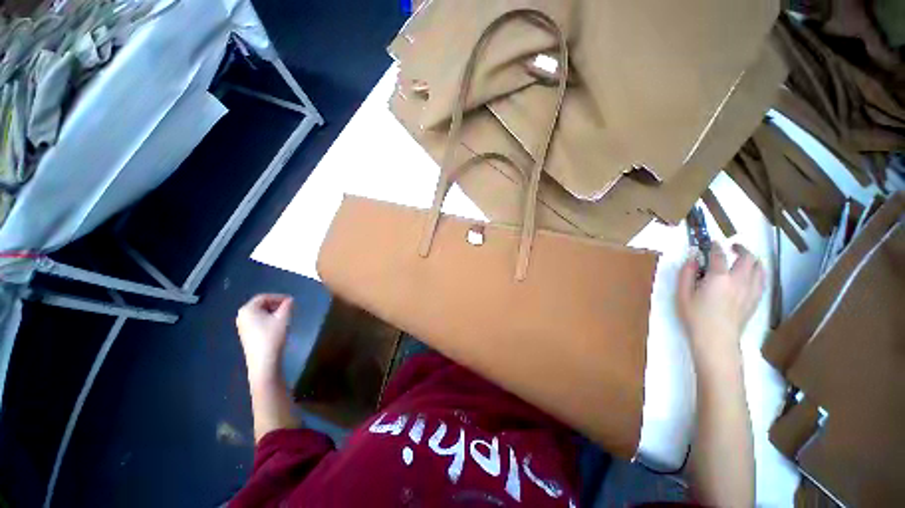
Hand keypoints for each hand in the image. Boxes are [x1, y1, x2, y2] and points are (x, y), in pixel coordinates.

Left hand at [236, 294, 293, 382]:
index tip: (292, 301)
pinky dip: (268, 320)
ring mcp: (242, 326)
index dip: (279, 297)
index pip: (264, 297)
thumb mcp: (283, 318)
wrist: (264, 361)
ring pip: (260, 314)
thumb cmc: (272, 336)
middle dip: (276, 304)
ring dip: (273, 312)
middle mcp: (242, 316)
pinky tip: (278, 326)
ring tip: (286, 316)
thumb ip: (287, 305)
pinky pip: (258, 321)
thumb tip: (290, 300)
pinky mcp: (246, 335)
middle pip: (261, 305)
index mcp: (248, 309)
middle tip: (289, 308)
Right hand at [677, 244, 765, 361]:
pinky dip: (758, 272)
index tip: (711, 242)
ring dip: (753, 259)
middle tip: (732, 247)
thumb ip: (686, 274)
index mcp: (719, 278)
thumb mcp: (682, 294)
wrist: (716, 339)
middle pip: (747, 258)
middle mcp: (739, 280)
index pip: (719, 255)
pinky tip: (752, 275)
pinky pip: (762, 280)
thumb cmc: (695, 316)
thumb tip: (693, 259)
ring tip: (744, 258)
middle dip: (740, 249)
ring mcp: (751, 290)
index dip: (715, 246)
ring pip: (759, 268)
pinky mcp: (755, 300)